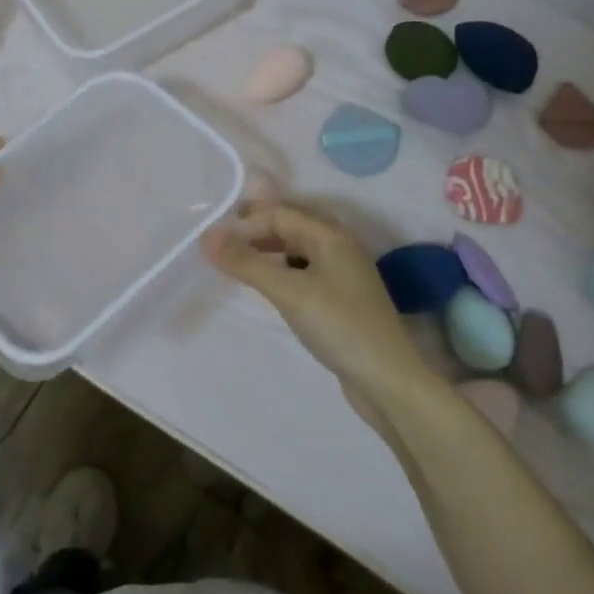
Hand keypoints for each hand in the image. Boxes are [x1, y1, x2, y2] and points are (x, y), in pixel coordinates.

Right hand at [202, 201, 446, 423]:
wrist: (387, 380)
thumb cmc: (339, 326)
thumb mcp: (288, 291)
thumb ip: (247, 262)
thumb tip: (206, 236)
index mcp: (331, 235)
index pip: (279, 213)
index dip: (245, 221)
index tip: (212, 238)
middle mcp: (339, 246)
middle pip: (290, 225)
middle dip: (255, 229)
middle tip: (219, 244)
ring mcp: (342, 273)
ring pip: (296, 248)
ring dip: (266, 250)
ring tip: (236, 262)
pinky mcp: (340, 298)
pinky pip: (303, 270)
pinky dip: (280, 270)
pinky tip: (266, 285)